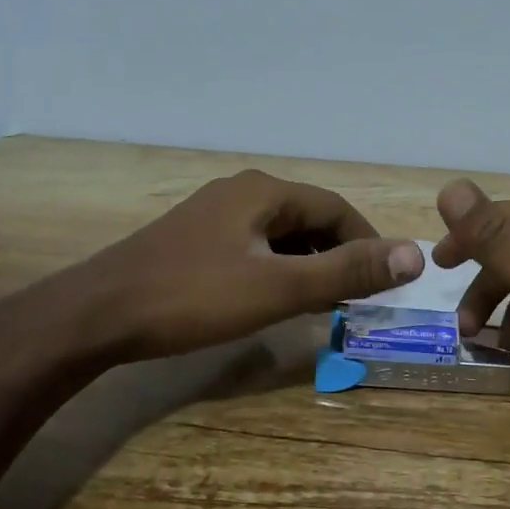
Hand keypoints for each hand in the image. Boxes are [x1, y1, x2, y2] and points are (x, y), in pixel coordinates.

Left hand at [53, 170, 423, 365]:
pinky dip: (277, 269)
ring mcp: (213, 215)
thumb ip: (346, 271)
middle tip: (358, 296)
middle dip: (339, 254)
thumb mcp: (277, 288)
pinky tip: (275, 299)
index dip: (368, 242)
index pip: (337, 208)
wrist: (95, 316)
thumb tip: (415, 254)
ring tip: (324, 302)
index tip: (386, 280)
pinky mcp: (194, 240)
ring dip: (309, 264)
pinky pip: (254, 247)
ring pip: (280, 235)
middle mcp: (241, 192)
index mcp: (264, 192)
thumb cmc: (192, 298)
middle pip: (309, 218)